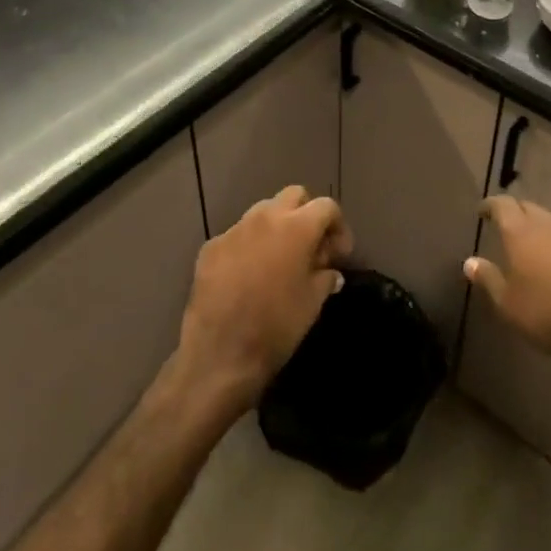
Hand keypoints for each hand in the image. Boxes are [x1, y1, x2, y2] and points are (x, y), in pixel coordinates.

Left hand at [177, 185, 351, 408]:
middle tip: (311, 247)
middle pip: (294, 196)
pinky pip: (237, 235)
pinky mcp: (211, 247)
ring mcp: (234, 230)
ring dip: (276, 227)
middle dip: (307, 214)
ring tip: (279, 259)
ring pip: (263, 211)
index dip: (338, 227)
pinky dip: (249, 246)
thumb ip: (325, 278)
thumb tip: (330, 272)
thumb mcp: (313, 303)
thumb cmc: (276, 326)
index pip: (327, 206)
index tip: (340, 254)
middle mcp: (265, 217)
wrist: (219, 354)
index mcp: (297, 227)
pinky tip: (248, 275)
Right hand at [464, 195, 550, 372]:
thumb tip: (469, 262)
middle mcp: (547, 224)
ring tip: (533, 237)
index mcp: (521, 232)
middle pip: (528, 207)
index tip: (482, 211)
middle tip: (505, 223)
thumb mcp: (508, 304)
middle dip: (514, 211)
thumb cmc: (547, 313)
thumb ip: (488, 279)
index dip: (491, 205)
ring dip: (539, 223)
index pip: (502, 205)